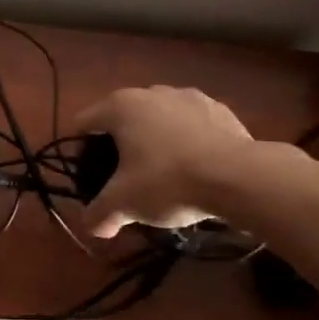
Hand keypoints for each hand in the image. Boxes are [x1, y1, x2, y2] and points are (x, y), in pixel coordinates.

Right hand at [71, 86, 256, 237]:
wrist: (239, 177)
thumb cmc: (168, 182)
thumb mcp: (124, 204)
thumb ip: (100, 214)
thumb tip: (92, 227)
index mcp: (121, 106)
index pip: (84, 122)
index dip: (79, 150)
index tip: (87, 176)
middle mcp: (152, 92)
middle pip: (122, 118)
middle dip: (119, 146)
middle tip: (123, 179)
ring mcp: (189, 97)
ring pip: (159, 120)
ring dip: (154, 141)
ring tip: (162, 175)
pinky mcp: (220, 110)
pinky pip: (191, 126)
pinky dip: (186, 143)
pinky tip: (194, 169)